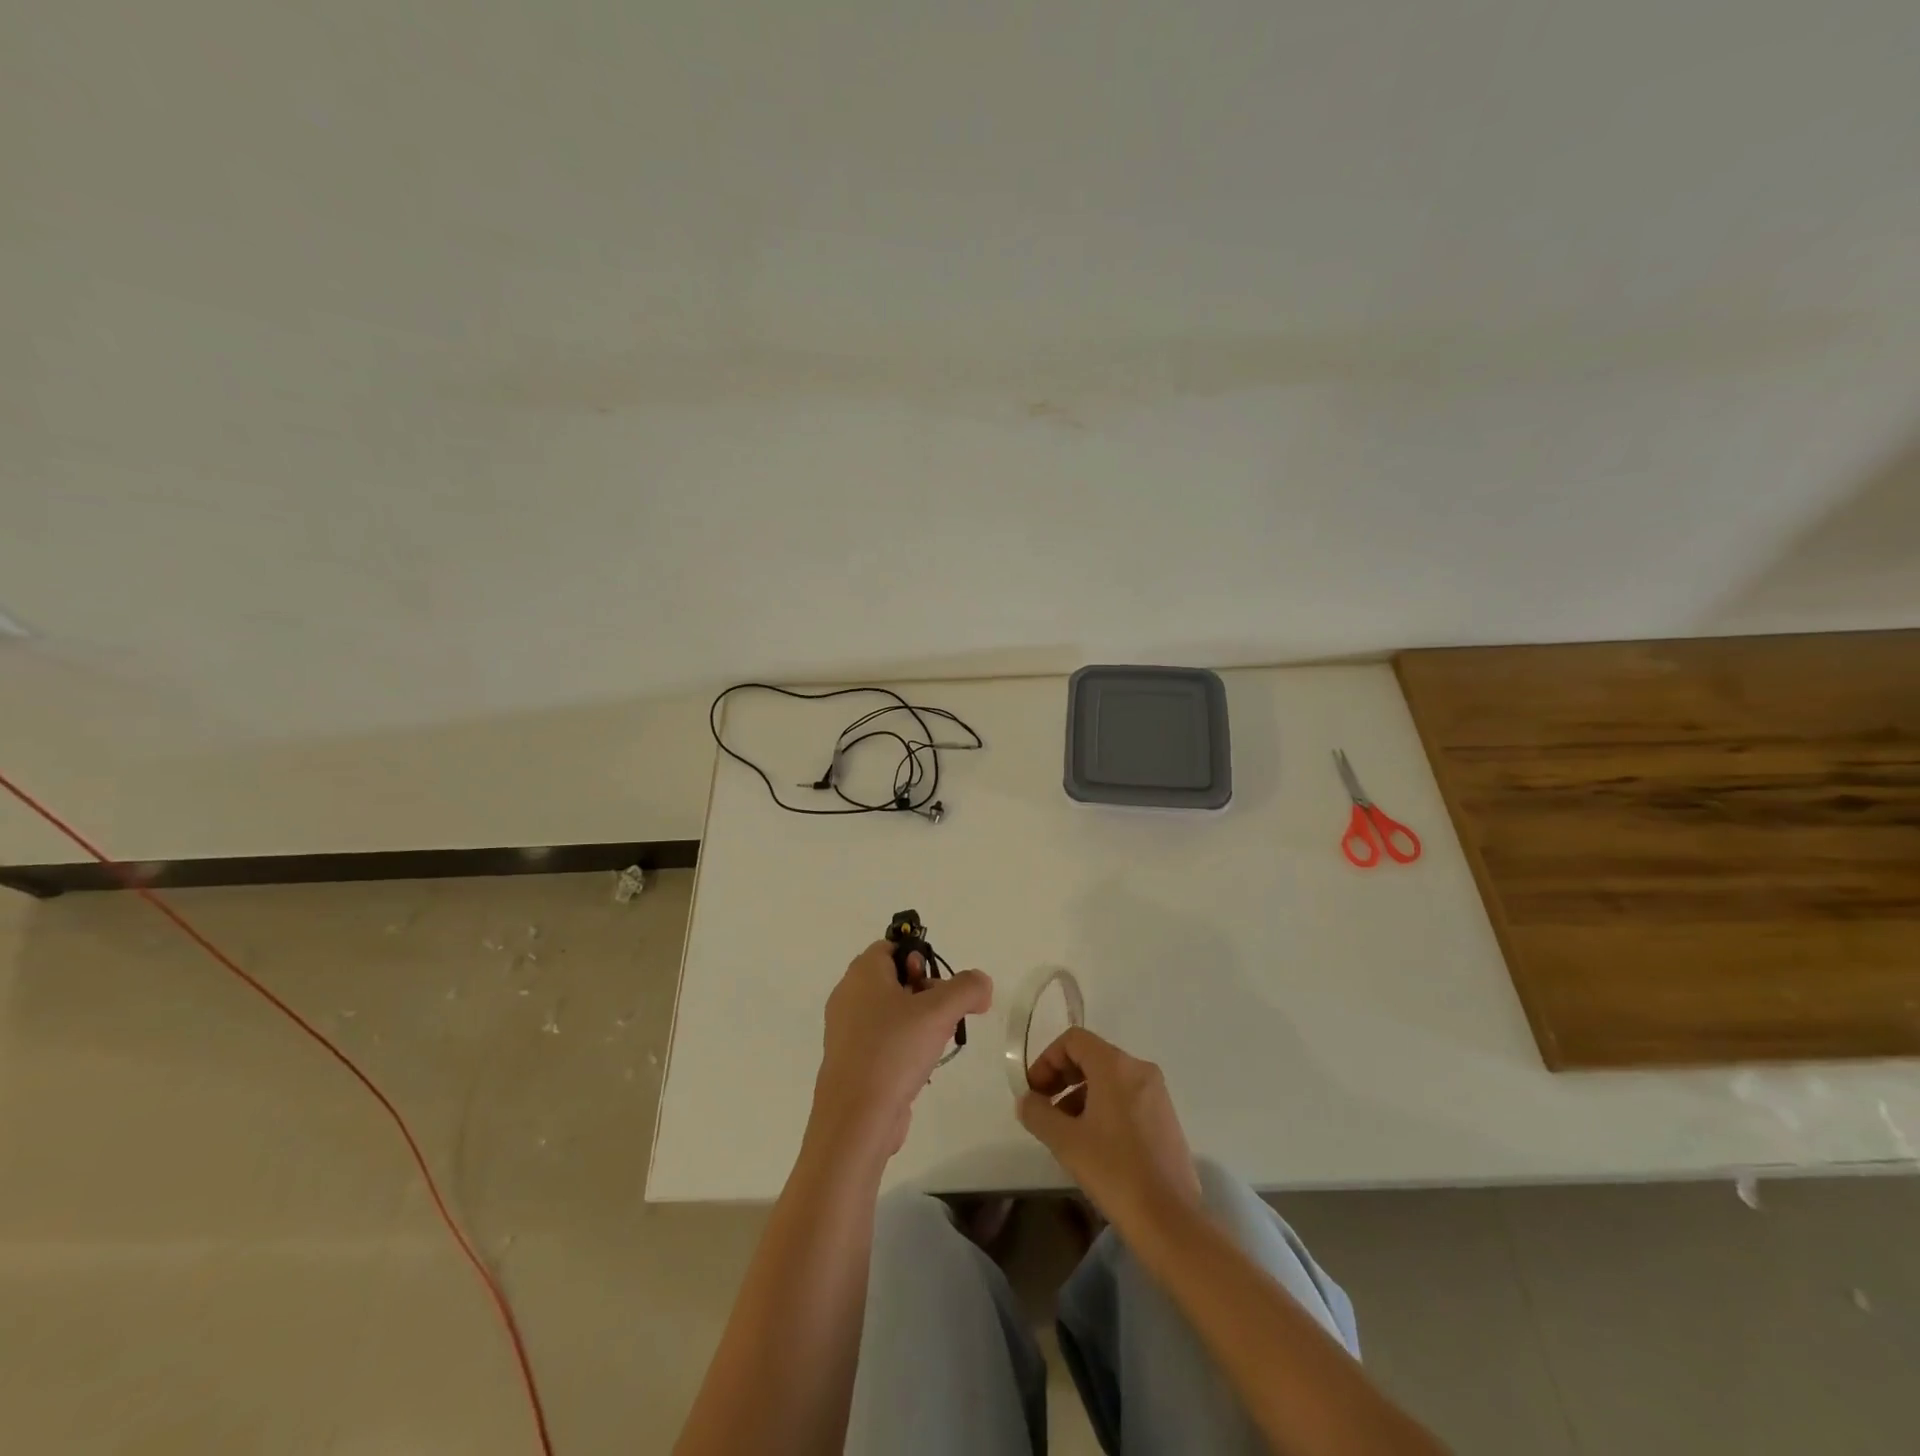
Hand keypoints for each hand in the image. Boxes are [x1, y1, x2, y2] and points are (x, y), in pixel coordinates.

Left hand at [807, 940, 992, 1163]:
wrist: (856, 1119)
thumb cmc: (894, 1051)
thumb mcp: (939, 1011)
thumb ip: (967, 988)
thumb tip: (982, 984)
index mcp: (862, 973)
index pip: (892, 947)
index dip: (919, 957)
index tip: (939, 984)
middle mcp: (848, 996)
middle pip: (894, 978)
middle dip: (925, 992)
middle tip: (944, 1014)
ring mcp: (846, 1031)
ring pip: (890, 1011)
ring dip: (918, 1021)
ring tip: (936, 1042)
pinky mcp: (851, 1061)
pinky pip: (882, 1040)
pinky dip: (903, 1046)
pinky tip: (920, 1066)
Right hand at [1017, 1027, 1200, 1230]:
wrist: (1170, 1221)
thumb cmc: (1114, 1171)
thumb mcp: (1066, 1141)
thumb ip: (1039, 1113)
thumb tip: (1027, 1101)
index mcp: (1116, 1066)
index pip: (1074, 1040)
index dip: (1047, 1059)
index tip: (1034, 1091)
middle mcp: (1139, 1070)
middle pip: (1091, 1056)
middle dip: (1062, 1077)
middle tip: (1044, 1109)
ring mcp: (1157, 1094)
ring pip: (1109, 1079)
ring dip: (1080, 1095)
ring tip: (1065, 1131)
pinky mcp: (1165, 1118)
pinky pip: (1126, 1097)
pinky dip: (1102, 1107)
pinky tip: (1093, 1143)